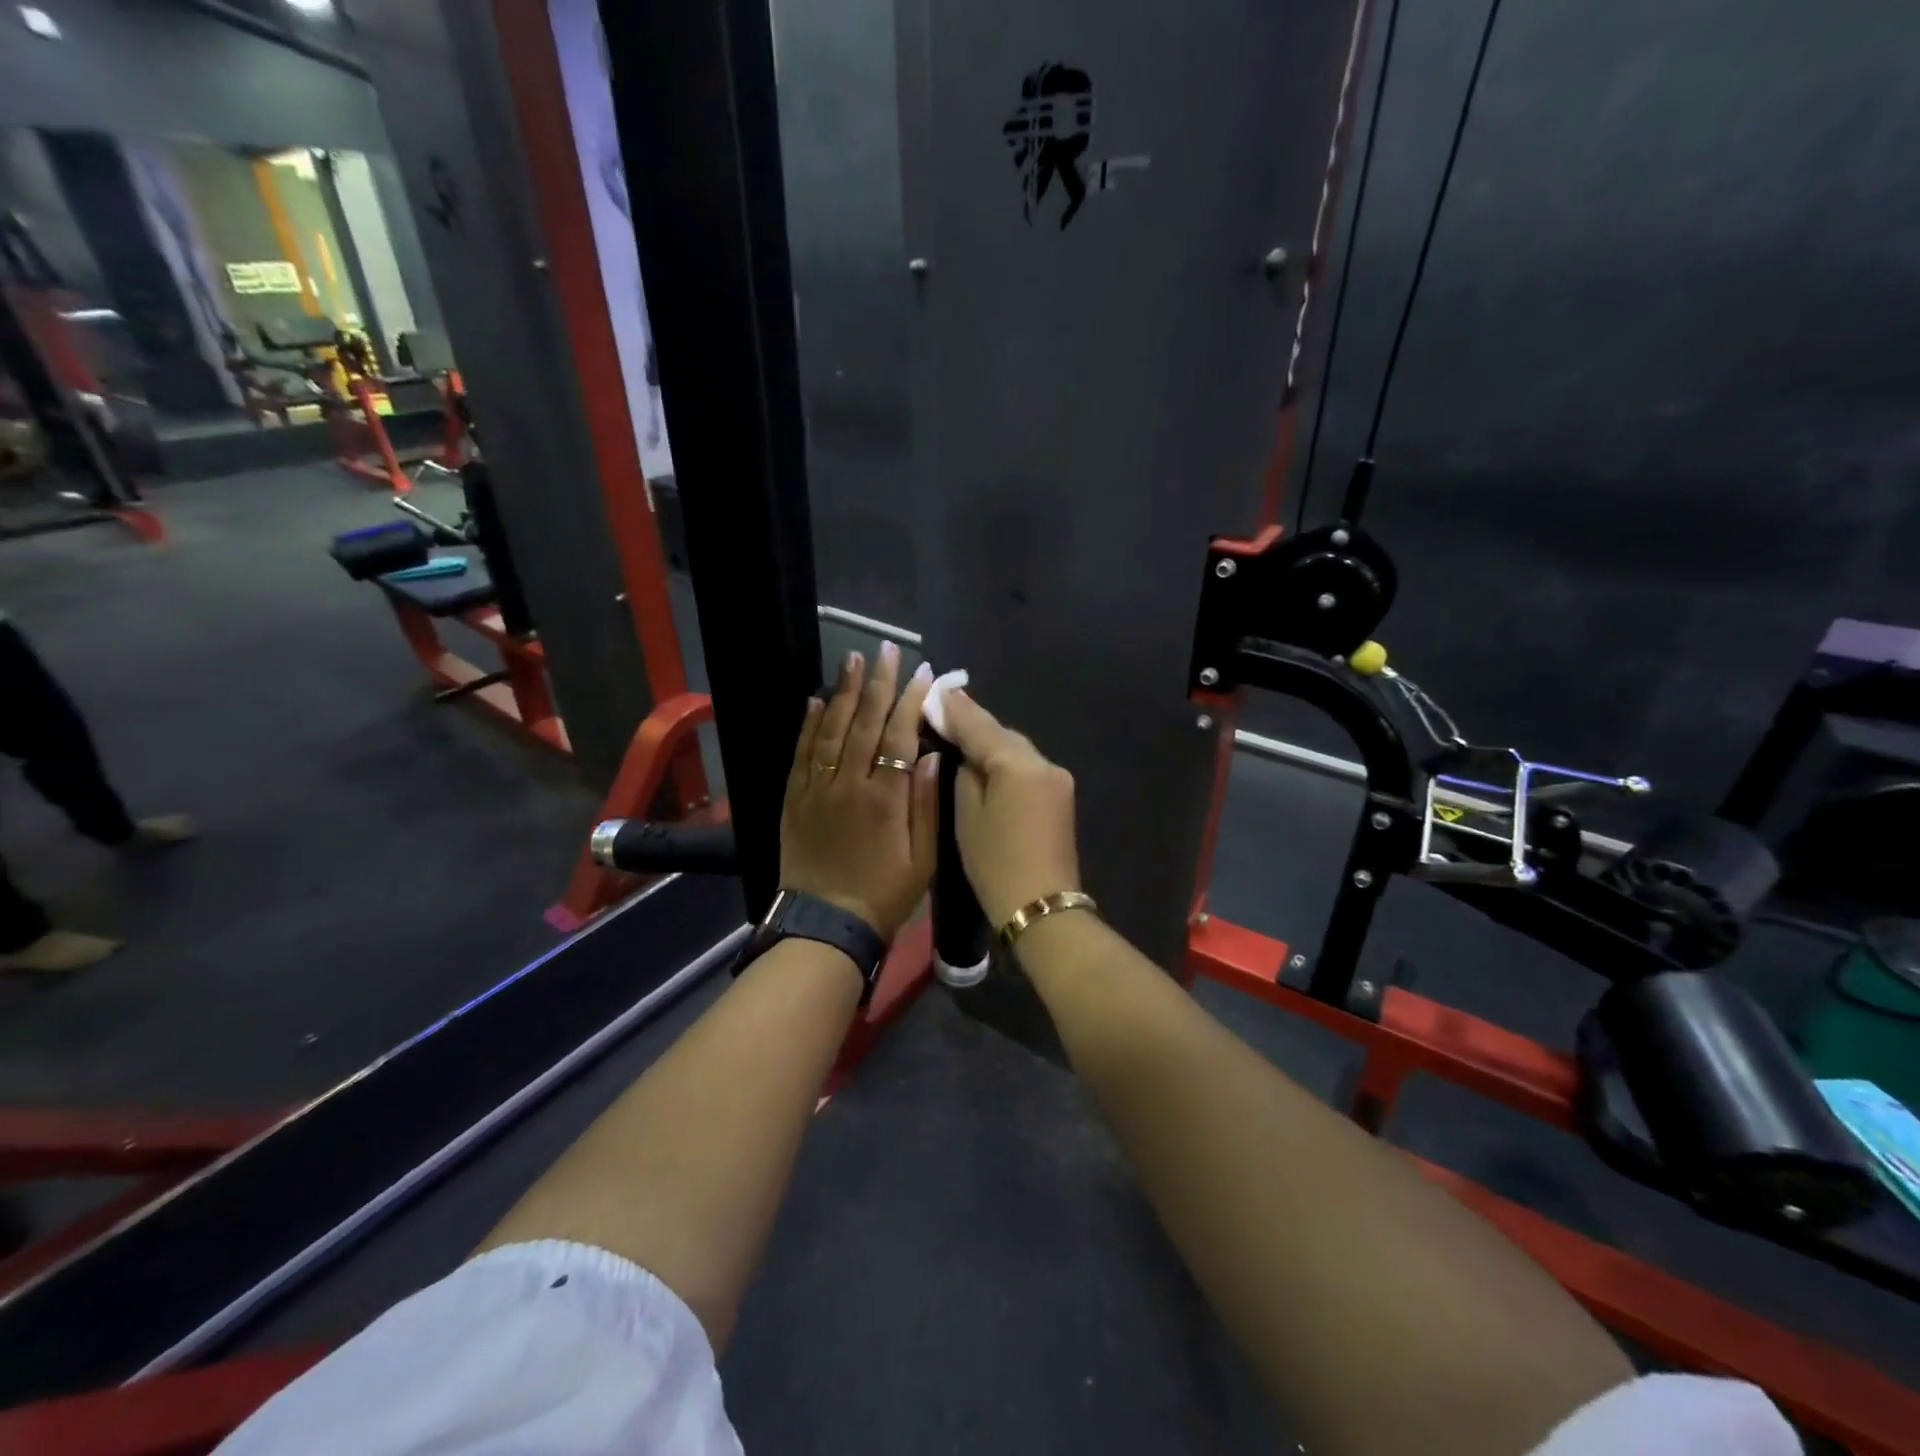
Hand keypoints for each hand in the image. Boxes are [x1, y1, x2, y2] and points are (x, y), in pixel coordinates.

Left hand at [780, 643, 939, 940]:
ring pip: (830, 730)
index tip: (923, 674)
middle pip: (865, 723)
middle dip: (879, 683)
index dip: (912, 701)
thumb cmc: (884, 894)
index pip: (900, 736)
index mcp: (885, 798)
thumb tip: (932, 756)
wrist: (825, 925)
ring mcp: (816, 789)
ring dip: (843, 692)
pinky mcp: (794, 799)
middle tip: (886, 650)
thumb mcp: (924, 859)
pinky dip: (808, 724)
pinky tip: (815, 700)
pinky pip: (801, 754)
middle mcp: (849, 784)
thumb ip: (927, 805)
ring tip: (853, 661)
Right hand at [939, 690, 1081, 928]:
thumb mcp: (968, 816)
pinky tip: (988, 761)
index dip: (955, 709)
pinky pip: (1027, 767)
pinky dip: (1006, 761)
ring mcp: (1058, 779)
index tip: (934, 689)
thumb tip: (967, 753)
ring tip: (960, 731)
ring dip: (991, 741)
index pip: (980, 726)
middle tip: (943, 708)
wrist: (1043, 908)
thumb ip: (966, 774)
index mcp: (1018, 764)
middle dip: (974, 723)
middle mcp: (1044, 762)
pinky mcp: (1061, 796)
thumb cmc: (996, 864)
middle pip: (1002, 734)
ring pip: (1016, 750)